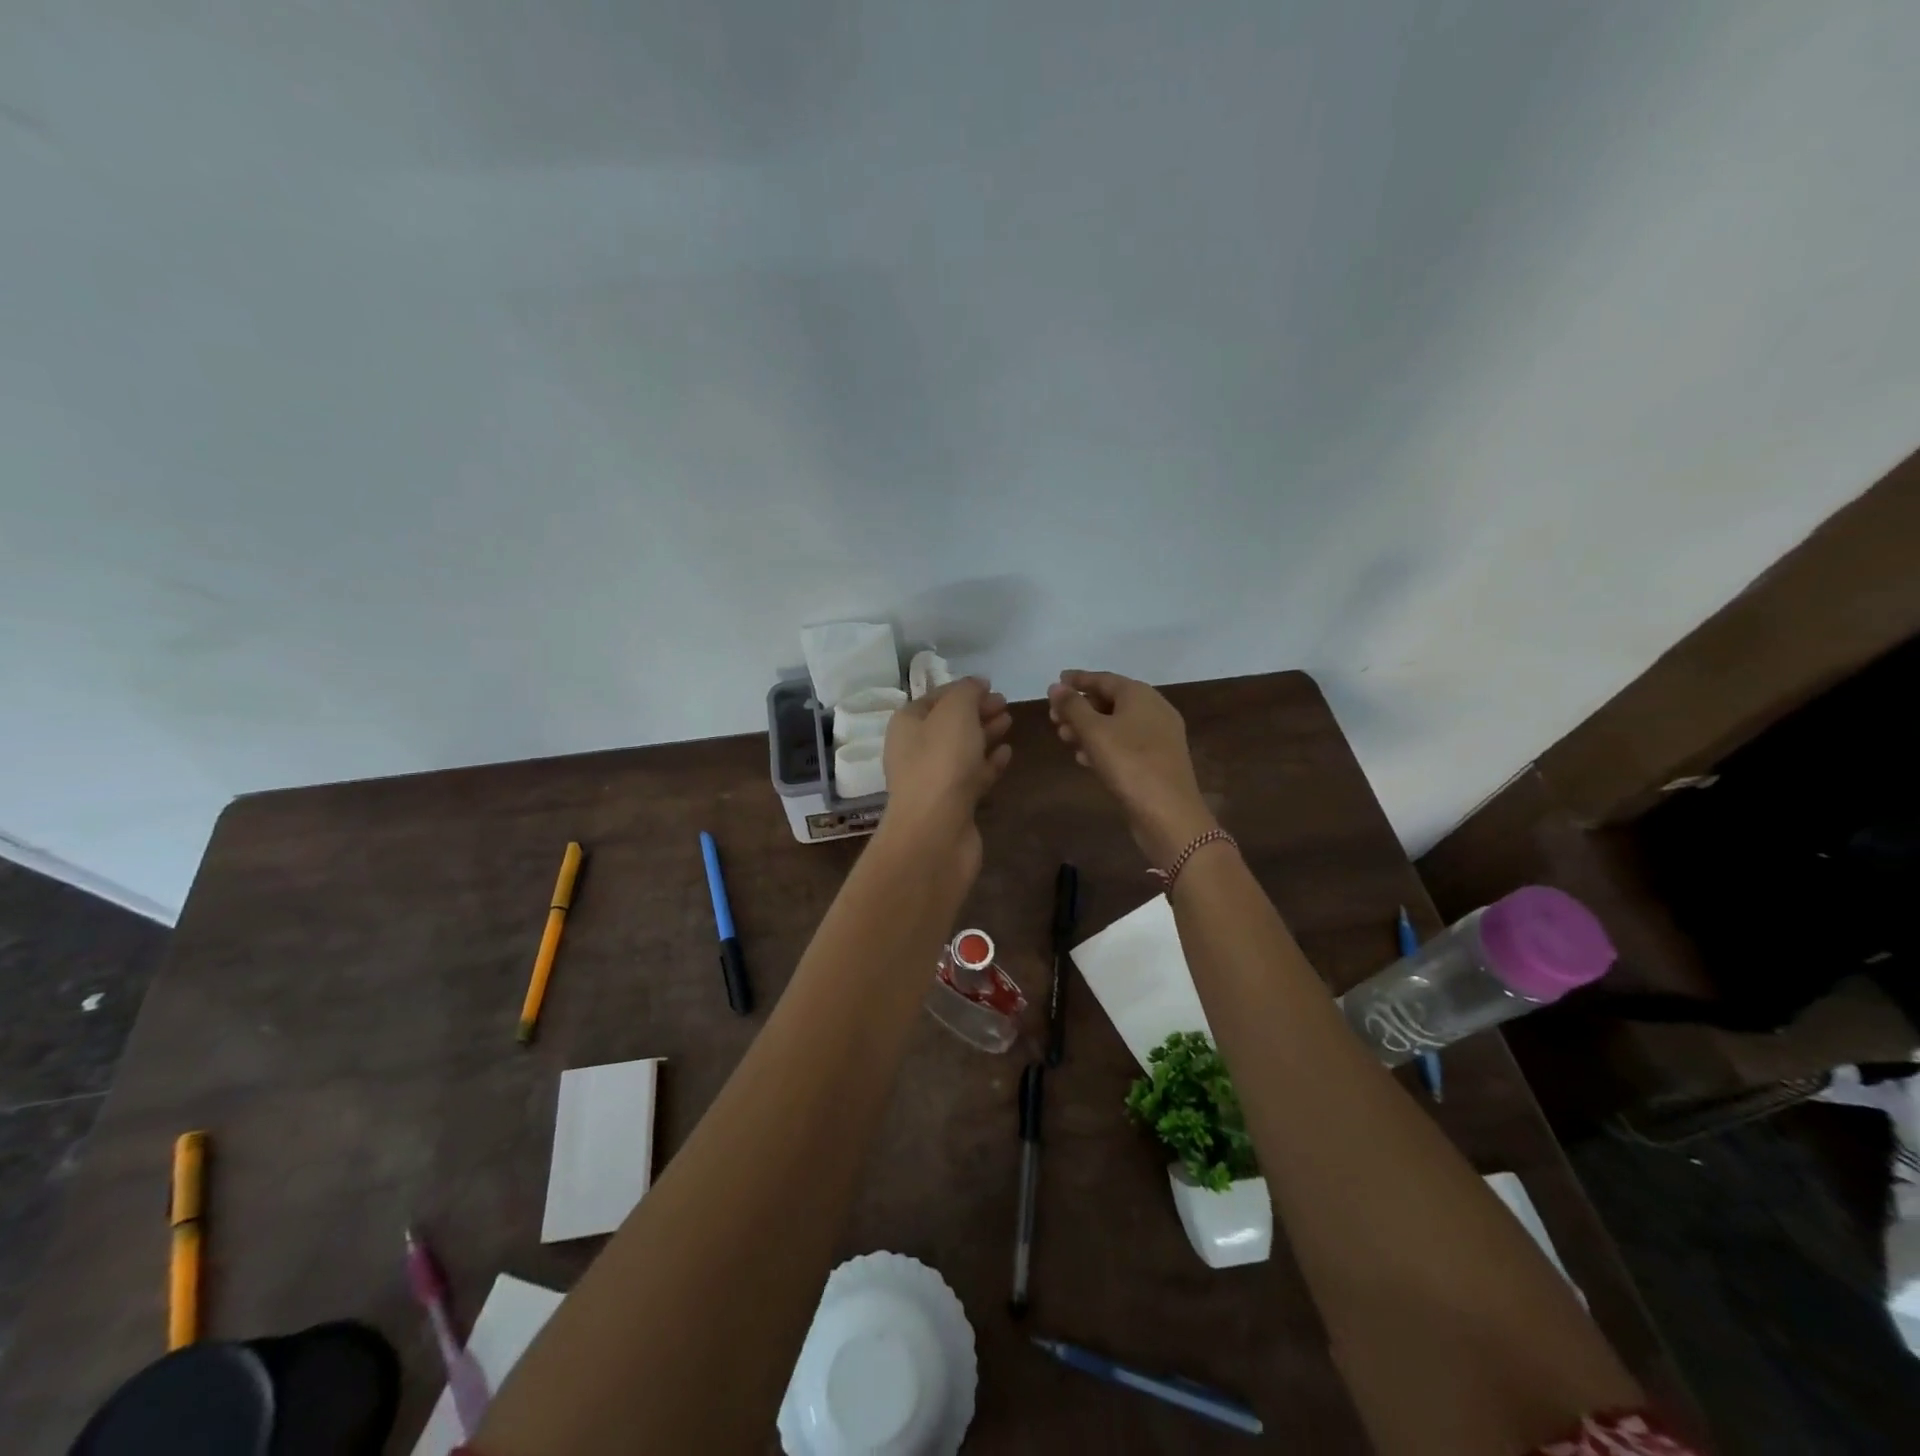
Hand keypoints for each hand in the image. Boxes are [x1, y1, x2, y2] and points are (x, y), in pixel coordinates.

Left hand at [879, 678, 1012, 875]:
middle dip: (976, 711)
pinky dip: (989, 762)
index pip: (934, 698)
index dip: (961, 689)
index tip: (990, 685)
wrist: (936, 831)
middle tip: (1004, 703)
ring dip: (985, 734)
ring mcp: (934, 779)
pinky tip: (1007, 753)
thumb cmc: (941, 762)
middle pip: (949, 723)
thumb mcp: (954, 712)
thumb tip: (977, 683)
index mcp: (907, 724)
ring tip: (1009, 721)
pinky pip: (973, 775)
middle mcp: (915, 750)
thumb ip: (967, 692)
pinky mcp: (953, 804)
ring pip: (962, 749)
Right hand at [1047, 670, 1216, 864]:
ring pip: (1116, 724)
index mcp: (1140, 695)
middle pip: (1111, 701)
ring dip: (1088, 728)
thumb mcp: (1094, 731)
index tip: (1057, 680)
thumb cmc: (1129, 764)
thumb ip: (1073, 706)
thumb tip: (1056, 687)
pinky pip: (1125, 744)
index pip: (1104, 679)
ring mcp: (1159, 737)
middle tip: (1053, 716)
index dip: (1078, 680)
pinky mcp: (1157, 761)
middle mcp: (1154, 710)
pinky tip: (1084, 758)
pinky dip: (1103, 745)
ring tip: (1063, 737)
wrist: (1169, 813)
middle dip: (1080, 707)